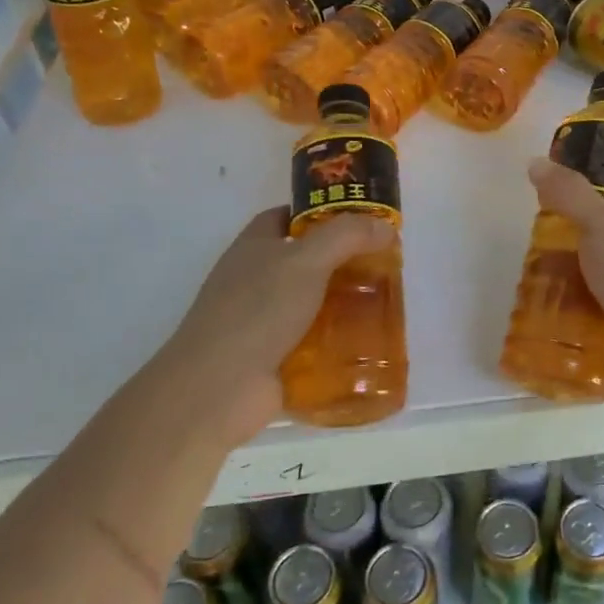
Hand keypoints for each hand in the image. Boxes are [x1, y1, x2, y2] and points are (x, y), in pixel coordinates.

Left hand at [148, 208, 393, 447]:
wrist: (218, 389)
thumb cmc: (257, 311)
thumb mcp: (306, 260)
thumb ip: (347, 236)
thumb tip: (385, 226)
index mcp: (253, 247)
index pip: (286, 217)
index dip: (320, 214)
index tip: (359, 221)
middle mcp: (256, 281)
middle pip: (305, 262)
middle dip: (343, 262)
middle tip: (385, 265)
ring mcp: (263, 322)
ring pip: (313, 305)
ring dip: (345, 306)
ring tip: (385, 305)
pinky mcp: (274, 359)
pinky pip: (314, 344)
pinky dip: (339, 344)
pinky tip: (370, 344)